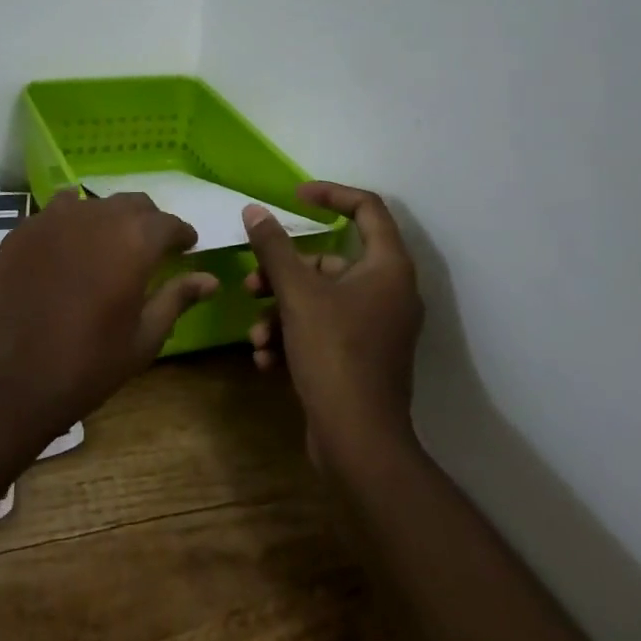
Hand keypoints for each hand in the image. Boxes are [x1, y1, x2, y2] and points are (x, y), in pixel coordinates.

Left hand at [0, 190, 218, 438]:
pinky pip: (56, 213)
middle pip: (133, 204)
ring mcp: (54, 217)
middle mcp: (97, 215)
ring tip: (107, 248)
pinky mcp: (22, 229)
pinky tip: (68, 251)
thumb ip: (177, 299)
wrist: (4, 381)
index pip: (169, 223)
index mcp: (135, 240)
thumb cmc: (85, 365)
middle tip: (150, 250)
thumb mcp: (142, 339)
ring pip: (94, 204)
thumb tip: (210, 279)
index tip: (186, 247)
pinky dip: (71, 224)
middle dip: (148, 222)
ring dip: (109, 220)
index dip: (182, 234)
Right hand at [244, 182, 423, 468]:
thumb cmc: (335, 355)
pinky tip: (266, 359)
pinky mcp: (363, 358)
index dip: (330, 194)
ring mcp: (377, 328)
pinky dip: (294, 338)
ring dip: (281, 311)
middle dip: (284, 272)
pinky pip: (324, 330)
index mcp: (387, 267)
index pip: (367, 208)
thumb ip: (274, 247)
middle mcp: (389, 292)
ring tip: (256, 334)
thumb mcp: (297, 294)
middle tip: (252, 283)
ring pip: (320, 299)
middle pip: (330, 261)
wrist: (360, 446)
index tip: (294, 198)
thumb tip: (254, 210)